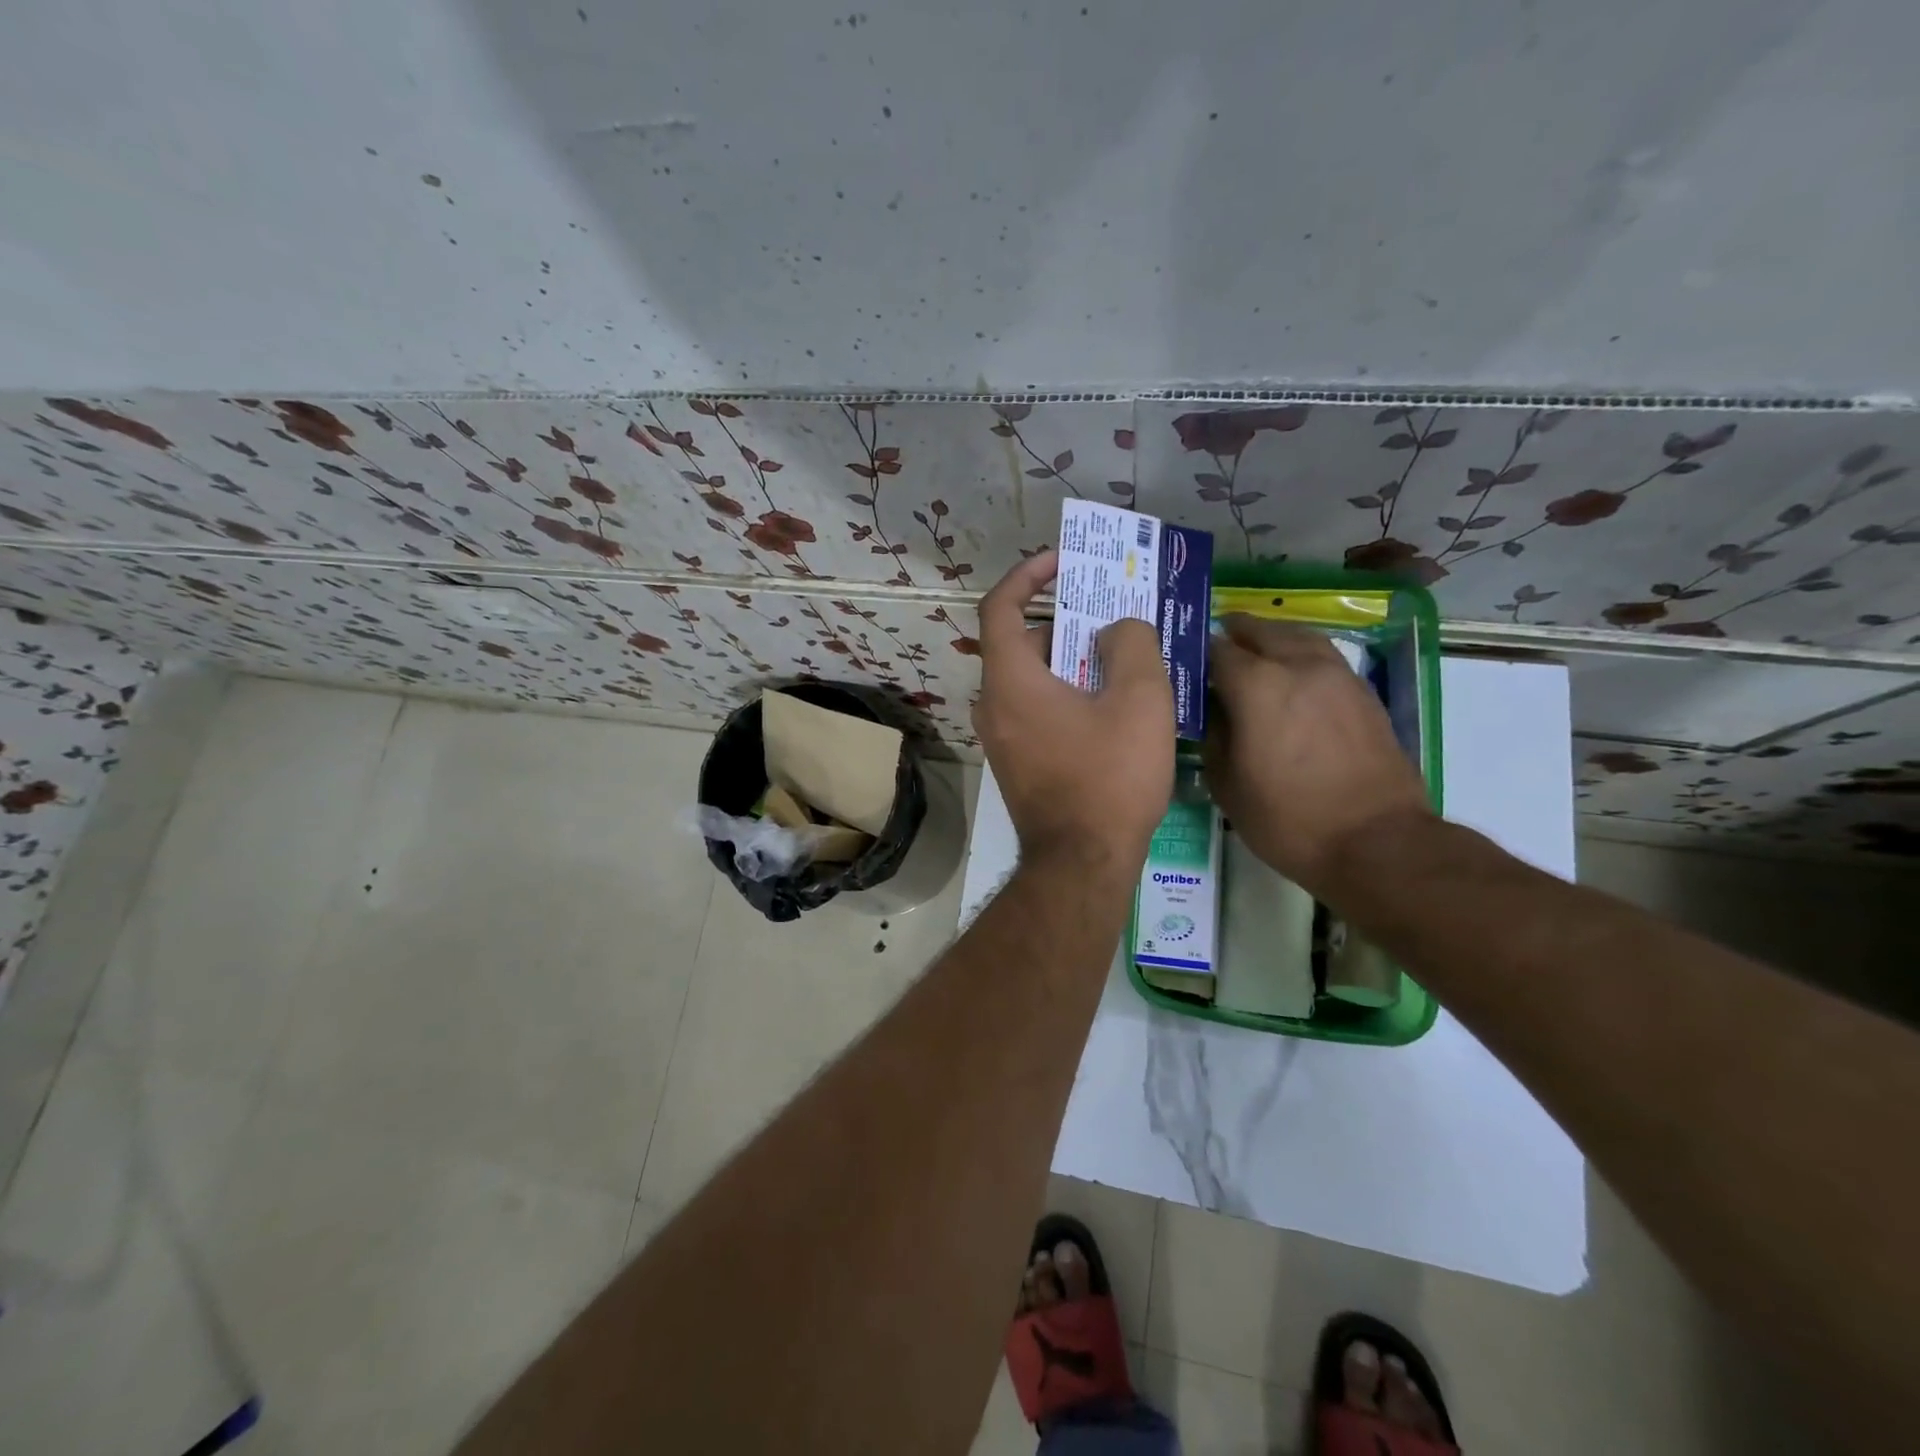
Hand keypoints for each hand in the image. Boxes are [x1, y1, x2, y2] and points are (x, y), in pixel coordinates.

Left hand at [973, 551, 1174, 875]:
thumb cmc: (1110, 777)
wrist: (1082, 864)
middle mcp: (993, 705)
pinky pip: (1036, 708)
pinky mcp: (1017, 761)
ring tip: (1121, 653)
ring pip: (1032, 678)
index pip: (1000, 608)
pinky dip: (1065, 690)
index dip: (1026, 576)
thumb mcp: (1140, 699)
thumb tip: (1117, 630)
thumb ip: (1132, 643)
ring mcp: (1001, 737)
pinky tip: (1110, 701)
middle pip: (1022, 642)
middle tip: (1111, 611)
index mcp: (1010, 681)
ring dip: (1071, 658)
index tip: (1060, 562)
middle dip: (1065, 620)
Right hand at [1203, 615, 1432, 897]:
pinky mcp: (1362, 692)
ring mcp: (1337, 675)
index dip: (1196, 653)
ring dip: (1271, 638)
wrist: (1376, 842)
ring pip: (1298, 636)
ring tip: (1254, 650)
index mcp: (1257, 686)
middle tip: (1215, 647)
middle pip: (1260, 631)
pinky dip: (1300, 654)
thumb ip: (1212, 737)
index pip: (1216, 650)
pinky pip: (1323, 656)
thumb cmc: (1288, 819)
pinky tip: (1292, 676)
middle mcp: (1298, 666)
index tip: (1182, 664)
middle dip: (1234, 634)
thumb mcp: (1226, 785)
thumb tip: (1211, 713)